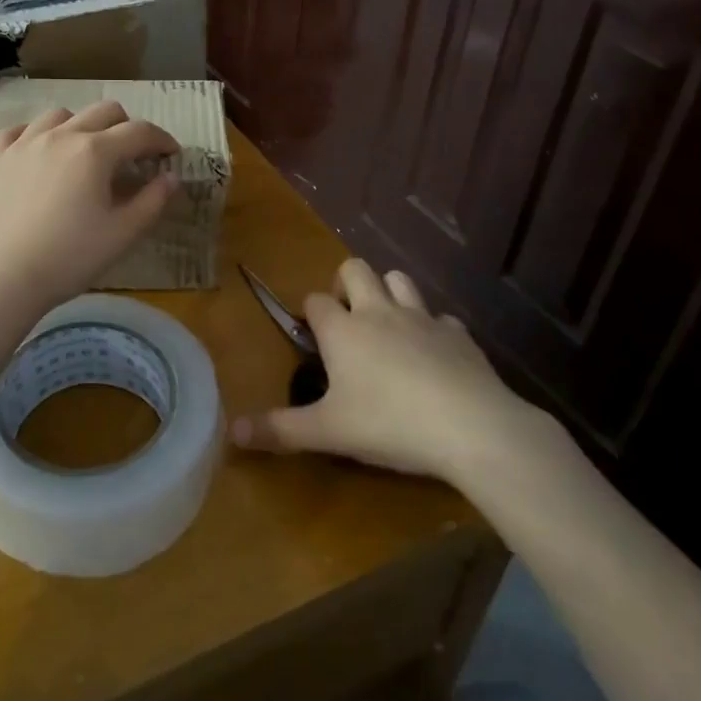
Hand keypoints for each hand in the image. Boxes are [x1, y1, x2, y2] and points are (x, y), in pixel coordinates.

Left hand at [0, 102, 179, 313]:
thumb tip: (171, 177)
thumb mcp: (122, 234)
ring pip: (60, 115)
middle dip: (126, 127)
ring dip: (82, 126)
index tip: (171, 154)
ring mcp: (23, 143)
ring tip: (84, 152)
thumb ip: (153, 201)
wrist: (2, 277)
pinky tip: (40, 153)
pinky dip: (37, 135)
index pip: (139, 132)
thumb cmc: (69, 258)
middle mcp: (60, 135)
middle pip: (103, 111)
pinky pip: (19, 130)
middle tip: (133, 154)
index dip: (161, 140)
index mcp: (95, 151)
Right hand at [231, 258, 559, 484]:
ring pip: (399, 279)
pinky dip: (433, 328)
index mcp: (343, 330)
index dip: (311, 313)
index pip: (316, 301)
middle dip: (346, 283)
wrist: (470, 426)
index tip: (312, 334)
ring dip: (389, 292)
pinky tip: (434, 355)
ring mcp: (422, 317)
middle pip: (356, 269)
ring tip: (386, 324)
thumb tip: (230, 432)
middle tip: (346, 318)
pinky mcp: (458, 334)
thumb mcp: (328, 432)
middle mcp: (378, 312)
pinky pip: (441, 317)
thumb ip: (279, 429)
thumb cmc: (389, 424)